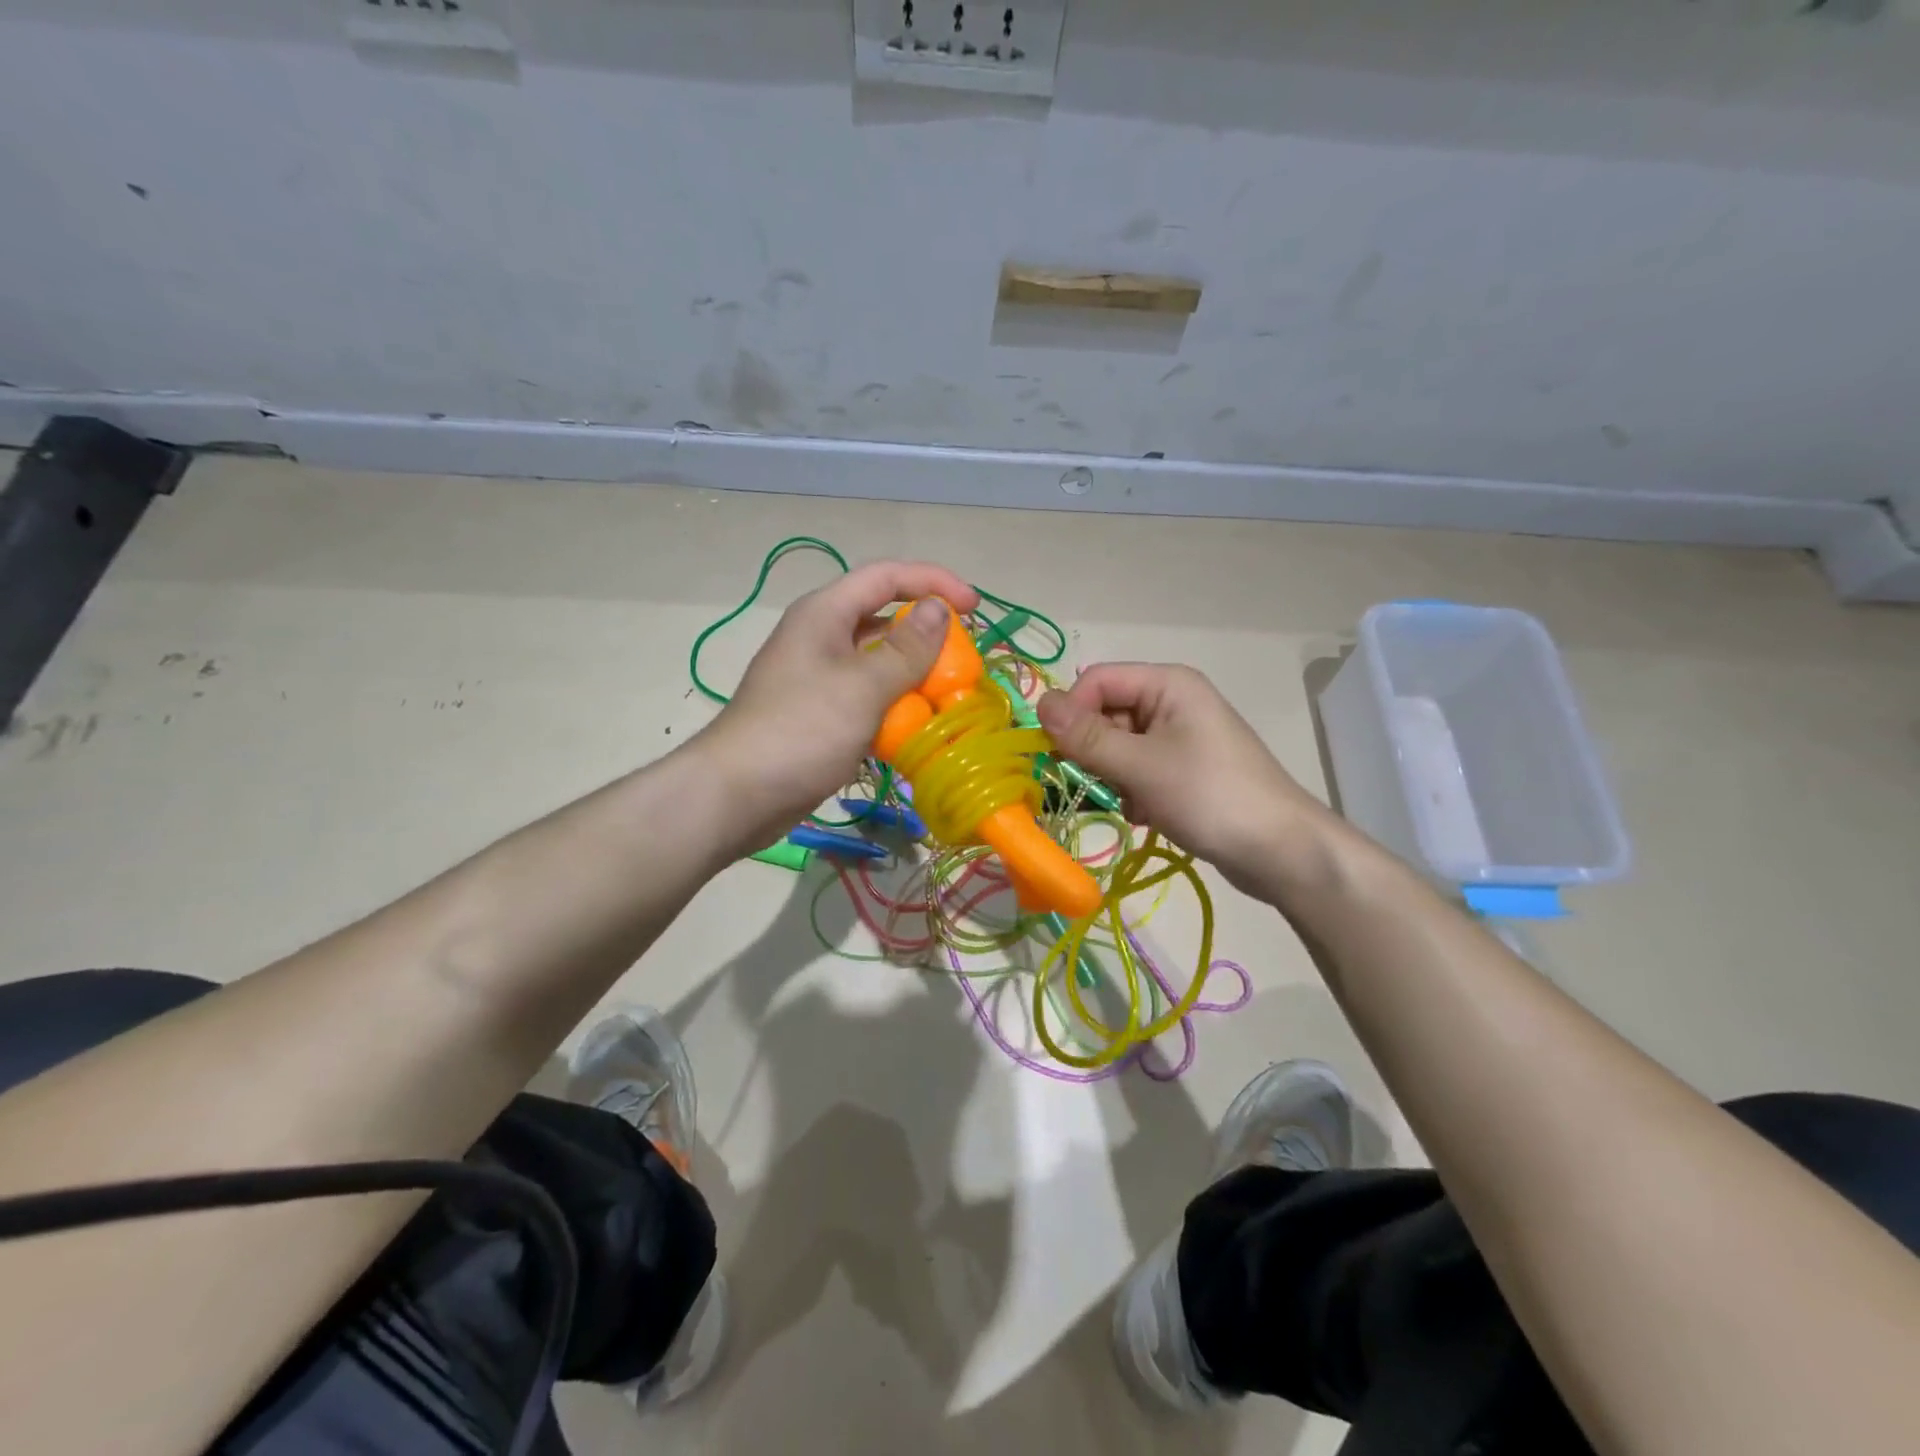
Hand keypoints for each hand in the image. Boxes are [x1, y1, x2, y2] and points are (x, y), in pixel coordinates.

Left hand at [697, 560, 979, 849]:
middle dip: (926, 635)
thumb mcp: (862, 686)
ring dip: (913, 676)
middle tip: (963, 661)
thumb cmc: (801, 730)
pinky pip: (867, 697)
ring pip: (877, 663)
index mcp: (825, 613)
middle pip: (883, 619)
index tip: (974, 607)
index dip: (933, 582)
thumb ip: (906, 648)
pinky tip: (916, 730)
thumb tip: (938, 609)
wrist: (738, 794)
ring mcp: (818, 677)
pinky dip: (894, 707)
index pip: (886, 577)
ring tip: (947, 697)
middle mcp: (821, 636)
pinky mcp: (820, 714)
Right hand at [1036, 663, 1334, 896]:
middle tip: (1098, 785)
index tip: (1060, 754)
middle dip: (1091, 750)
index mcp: (1167, 684)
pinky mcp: (1181, 769)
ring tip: (1129, 804)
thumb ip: (1087, 736)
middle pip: (1105, 713)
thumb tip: (1039, 702)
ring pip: (1116, 746)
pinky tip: (1143, 815)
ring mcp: (1177, 737)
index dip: (1072, 712)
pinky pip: (1136, 769)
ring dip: (1110, 776)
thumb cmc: (1211, 797)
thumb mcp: (1142, 766)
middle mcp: (1171, 701)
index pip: (1096, 680)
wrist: (1281, 851)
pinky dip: (1129, 791)